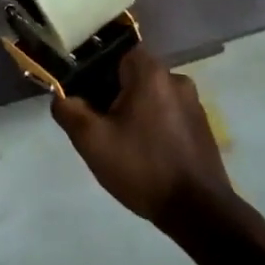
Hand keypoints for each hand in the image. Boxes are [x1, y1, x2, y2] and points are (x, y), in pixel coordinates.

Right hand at [51, 47, 233, 226]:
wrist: (198, 212)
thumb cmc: (142, 168)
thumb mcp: (92, 140)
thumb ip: (68, 110)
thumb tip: (62, 96)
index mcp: (150, 72)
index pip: (115, 52)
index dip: (95, 70)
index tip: (84, 95)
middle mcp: (176, 78)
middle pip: (132, 74)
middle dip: (112, 94)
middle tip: (98, 124)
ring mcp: (193, 103)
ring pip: (150, 95)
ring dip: (133, 111)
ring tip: (120, 142)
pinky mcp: (202, 126)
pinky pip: (167, 112)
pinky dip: (152, 124)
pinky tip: (145, 153)